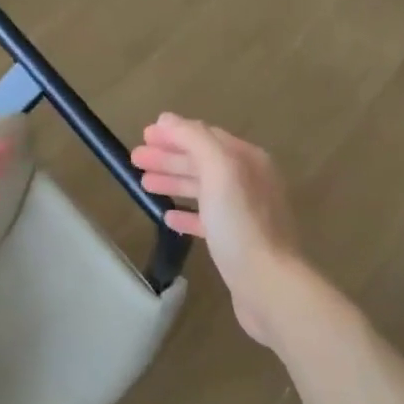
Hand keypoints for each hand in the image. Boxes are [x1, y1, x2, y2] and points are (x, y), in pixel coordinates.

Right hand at [131, 113, 305, 348]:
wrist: (268, 284)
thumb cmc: (241, 224)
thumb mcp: (219, 171)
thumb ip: (194, 140)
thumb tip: (168, 119)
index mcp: (247, 160)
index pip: (206, 136)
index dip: (174, 134)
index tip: (143, 136)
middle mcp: (250, 181)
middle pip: (202, 162)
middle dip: (169, 157)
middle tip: (135, 159)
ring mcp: (245, 212)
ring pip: (203, 189)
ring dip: (174, 182)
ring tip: (143, 184)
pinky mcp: (238, 242)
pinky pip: (207, 219)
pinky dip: (187, 214)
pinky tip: (167, 216)